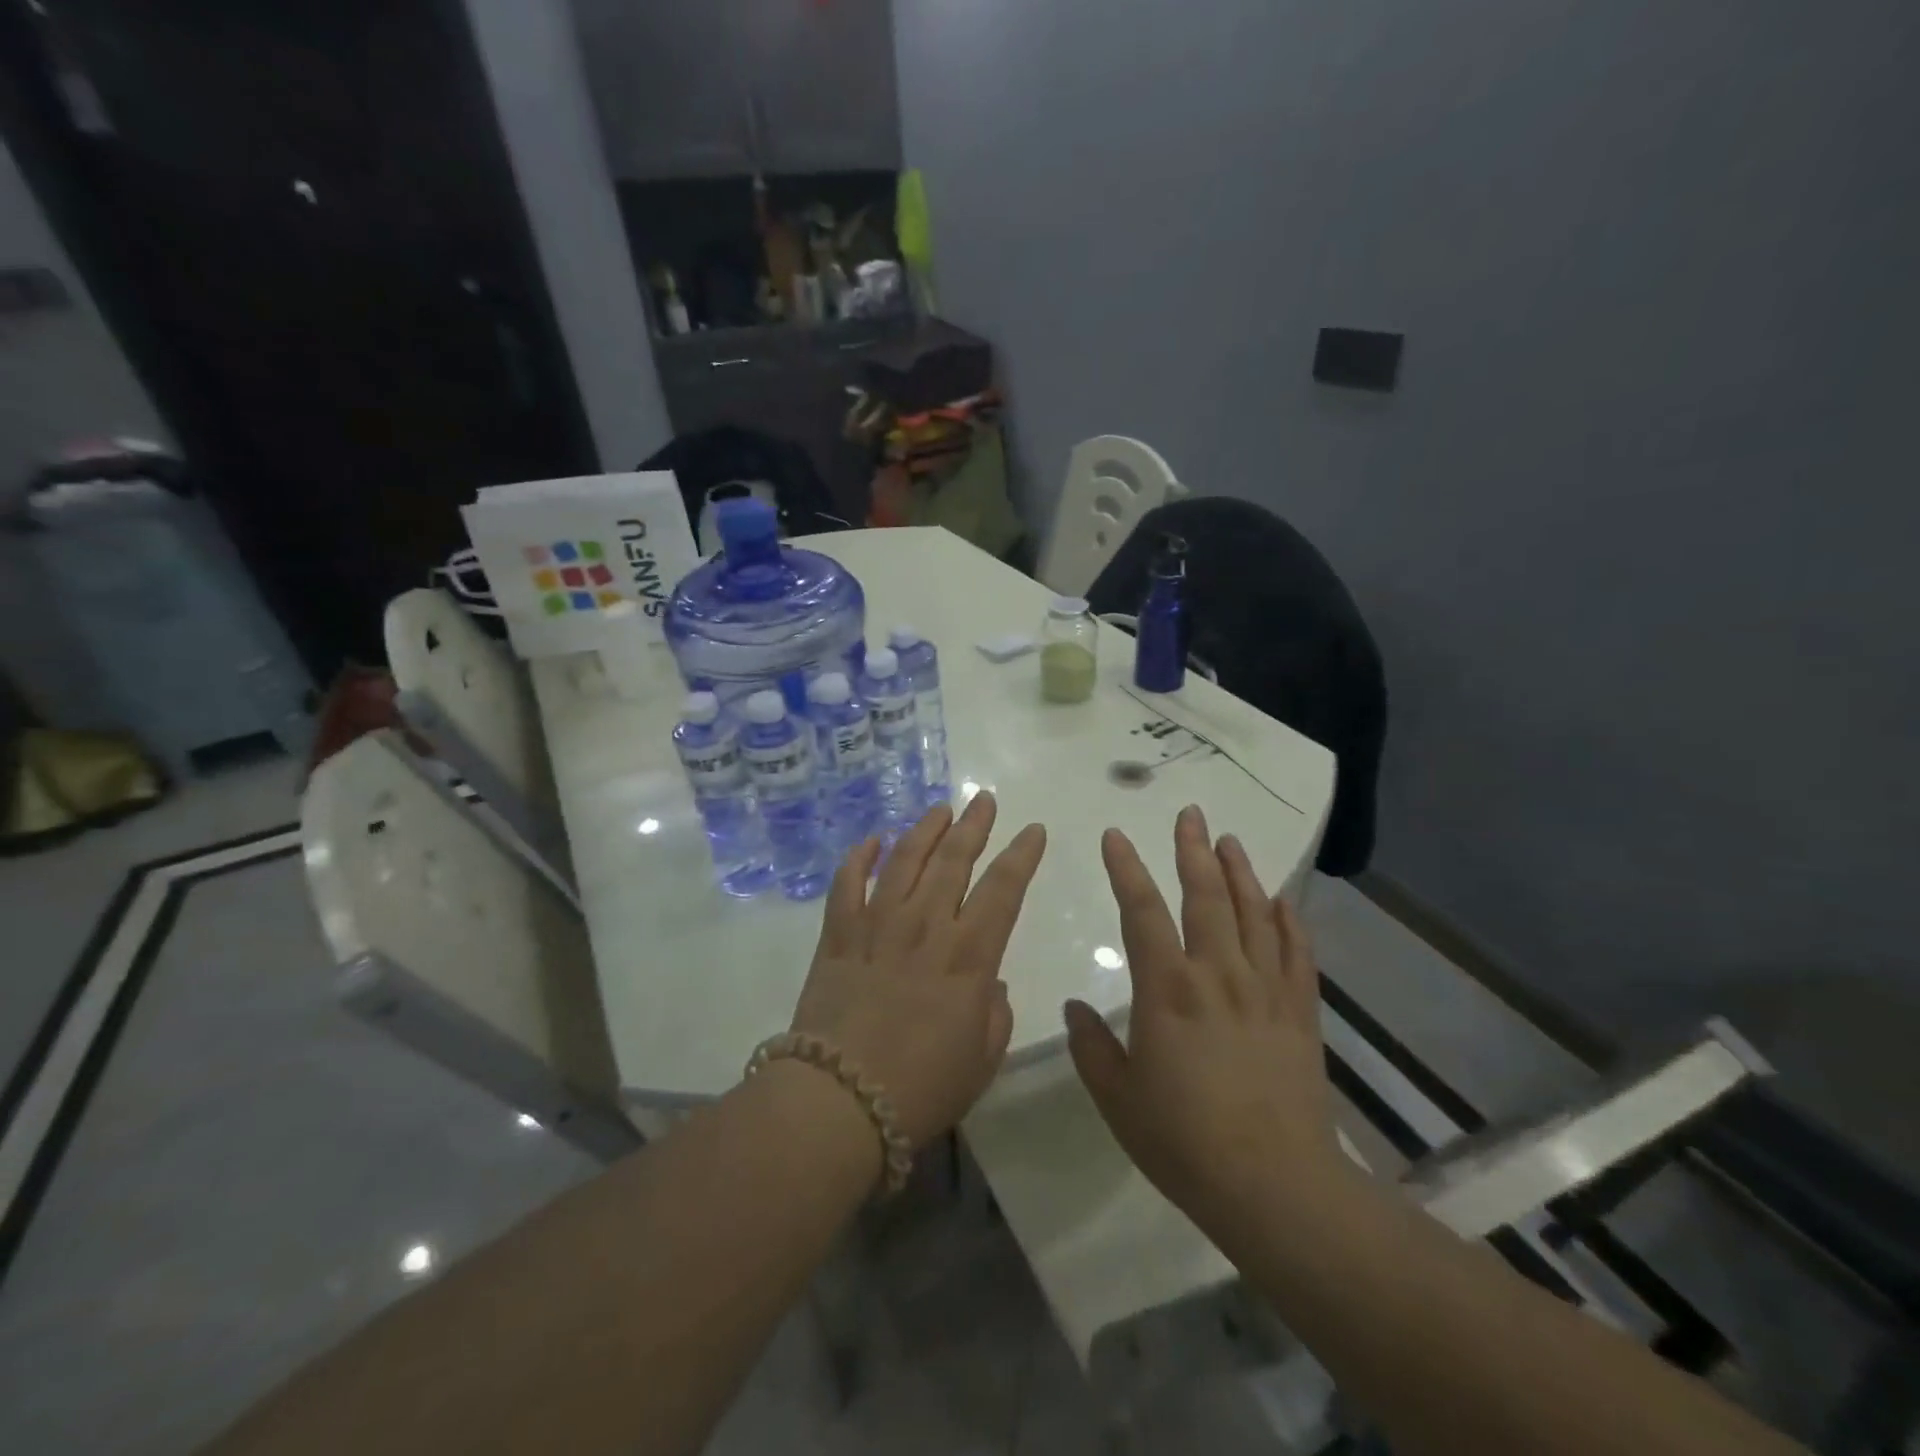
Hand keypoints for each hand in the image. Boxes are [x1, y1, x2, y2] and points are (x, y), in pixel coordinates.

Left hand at [789, 793, 1046, 1147]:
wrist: (839, 1103)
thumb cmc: (922, 1088)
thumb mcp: (982, 1059)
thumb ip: (994, 1013)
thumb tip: (986, 983)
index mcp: (968, 955)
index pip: (1004, 889)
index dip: (1022, 855)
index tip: (1033, 830)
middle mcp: (925, 926)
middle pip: (954, 860)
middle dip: (974, 825)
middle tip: (984, 800)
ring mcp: (877, 925)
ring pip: (904, 860)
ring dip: (924, 829)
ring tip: (939, 808)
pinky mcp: (838, 936)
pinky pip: (846, 884)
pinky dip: (858, 858)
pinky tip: (871, 840)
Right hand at [1065, 805, 1340, 1234]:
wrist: (1275, 1186)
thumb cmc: (1184, 1141)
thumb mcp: (1118, 1098)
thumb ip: (1091, 1046)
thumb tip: (1075, 1007)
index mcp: (1167, 989)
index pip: (1141, 911)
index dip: (1125, 868)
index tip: (1115, 835)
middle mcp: (1217, 974)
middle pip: (1205, 896)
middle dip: (1193, 851)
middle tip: (1190, 814)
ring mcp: (1264, 989)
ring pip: (1253, 913)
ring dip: (1240, 872)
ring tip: (1229, 841)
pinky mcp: (1300, 1011)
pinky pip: (1296, 952)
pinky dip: (1289, 920)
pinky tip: (1281, 900)